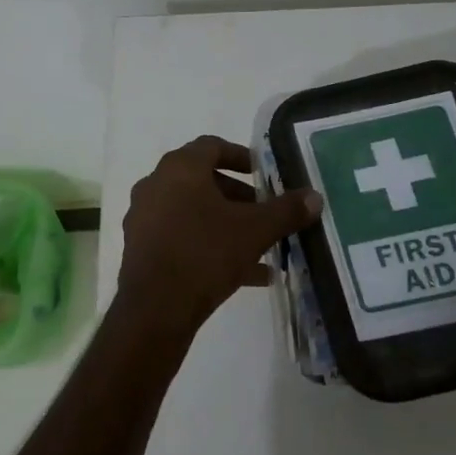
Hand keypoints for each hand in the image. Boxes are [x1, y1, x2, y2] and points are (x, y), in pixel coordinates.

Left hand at [117, 136, 322, 337]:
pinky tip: (244, 274)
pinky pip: (181, 238)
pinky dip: (209, 245)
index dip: (241, 156)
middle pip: (202, 180)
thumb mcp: (255, 231)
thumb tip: (314, 196)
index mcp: (179, 168)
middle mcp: (155, 185)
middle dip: (238, 196)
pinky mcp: (141, 248)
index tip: (264, 174)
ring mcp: (144, 218)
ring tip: (260, 246)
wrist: (155, 308)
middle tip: (265, 211)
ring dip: (226, 223)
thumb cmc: (205, 253)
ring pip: (192, 212)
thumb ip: (286, 210)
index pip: (212, 146)